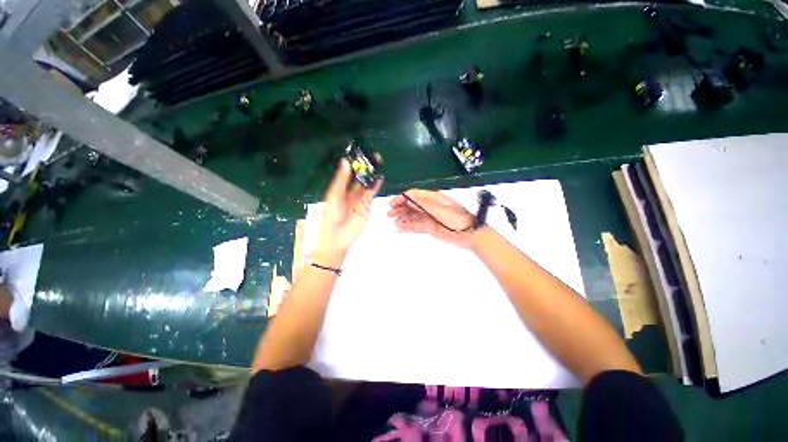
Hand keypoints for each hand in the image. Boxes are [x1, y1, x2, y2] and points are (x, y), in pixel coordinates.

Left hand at [315, 159, 382, 265]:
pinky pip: (371, 192)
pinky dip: (376, 185)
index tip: (359, 152)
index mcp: (339, 187)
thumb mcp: (334, 195)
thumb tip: (345, 161)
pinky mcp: (367, 204)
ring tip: (378, 162)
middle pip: (359, 176)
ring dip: (372, 174)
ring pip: (366, 183)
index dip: (353, 162)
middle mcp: (349, 190)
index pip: (347, 172)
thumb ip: (341, 180)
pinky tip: (379, 177)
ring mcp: (359, 197)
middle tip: (372, 155)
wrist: (338, 237)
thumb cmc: (331, 215)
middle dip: (365, 167)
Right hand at [387, 189, 476, 247]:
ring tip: (395, 222)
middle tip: (390, 213)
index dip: (402, 198)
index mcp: (433, 198)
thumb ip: (423, 203)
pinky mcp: (430, 227)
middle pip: (411, 205)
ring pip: (413, 215)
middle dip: (400, 208)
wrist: (469, 234)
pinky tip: (401, 228)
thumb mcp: (439, 208)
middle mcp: (430, 206)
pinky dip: (408, 226)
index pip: (414, 195)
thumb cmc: (458, 219)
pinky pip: (416, 225)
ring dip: (403, 218)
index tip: (393, 203)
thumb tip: (409, 196)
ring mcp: (430, 217)